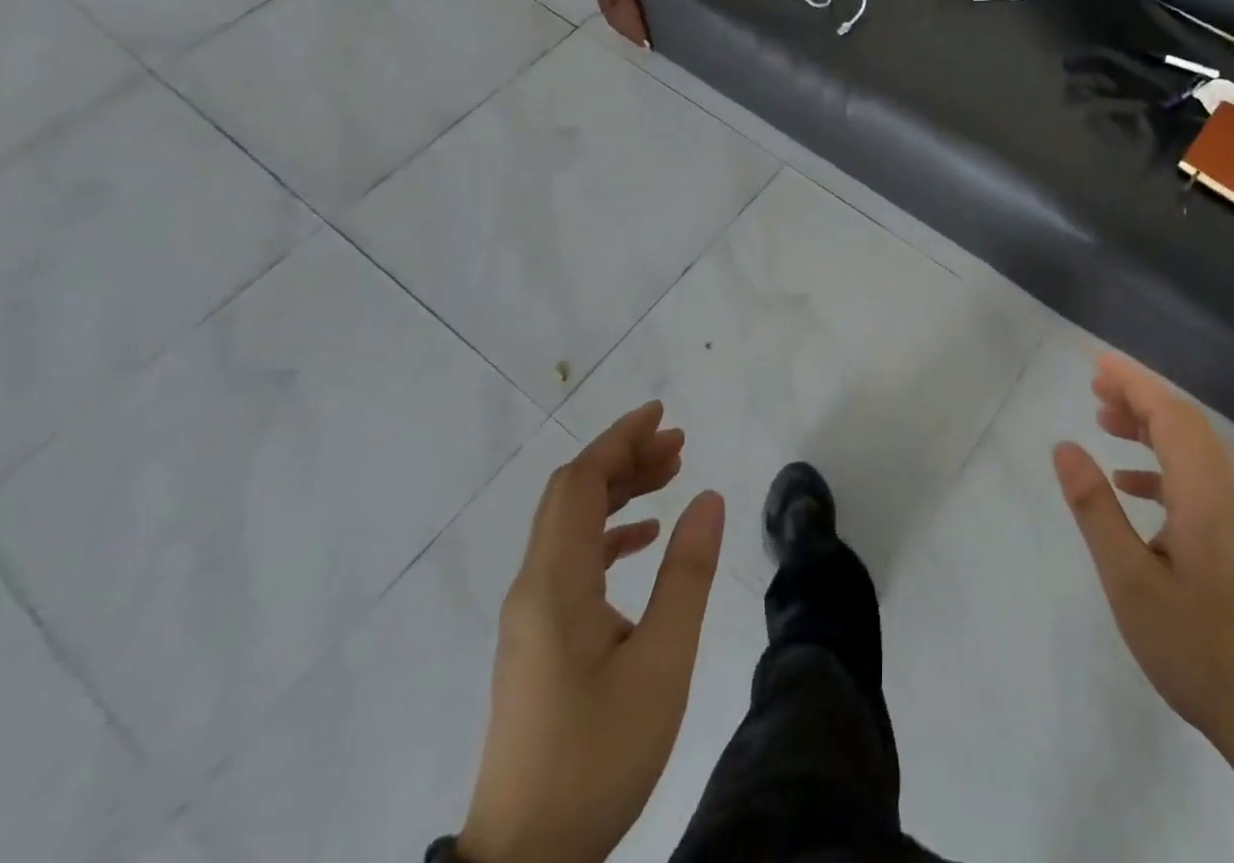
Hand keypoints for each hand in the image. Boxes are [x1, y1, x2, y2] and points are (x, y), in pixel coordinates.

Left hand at [459, 401, 724, 862]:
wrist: (524, 862)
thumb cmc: (597, 756)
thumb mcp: (662, 661)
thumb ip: (686, 573)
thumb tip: (708, 497)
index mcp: (555, 584)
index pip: (580, 483)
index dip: (619, 439)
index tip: (662, 415)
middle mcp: (533, 589)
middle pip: (571, 496)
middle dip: (623, 459)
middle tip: (678, 445)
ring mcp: (531, 617)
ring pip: (570, 526)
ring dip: (617, 492)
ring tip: (670, 476)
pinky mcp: (537, 642)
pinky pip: (570, 561)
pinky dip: (608, 534)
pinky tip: (643, 540)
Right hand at [1053, 353, 1233, 753]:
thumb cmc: (1194, 646)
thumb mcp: (1128, 579)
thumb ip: (1095, 507)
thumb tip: (1065, 447)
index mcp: (1205, 493)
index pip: (1170, 414)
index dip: (1134, 382)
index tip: (1097, 363)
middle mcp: (1229, 491)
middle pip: (1184, 422)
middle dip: (1140, 396)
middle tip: (1094, 387)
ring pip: (1193, 447)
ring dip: (1150, 426)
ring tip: (1104, 421)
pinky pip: (1199, 476)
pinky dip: (1163, 463)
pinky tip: (1130, 482)